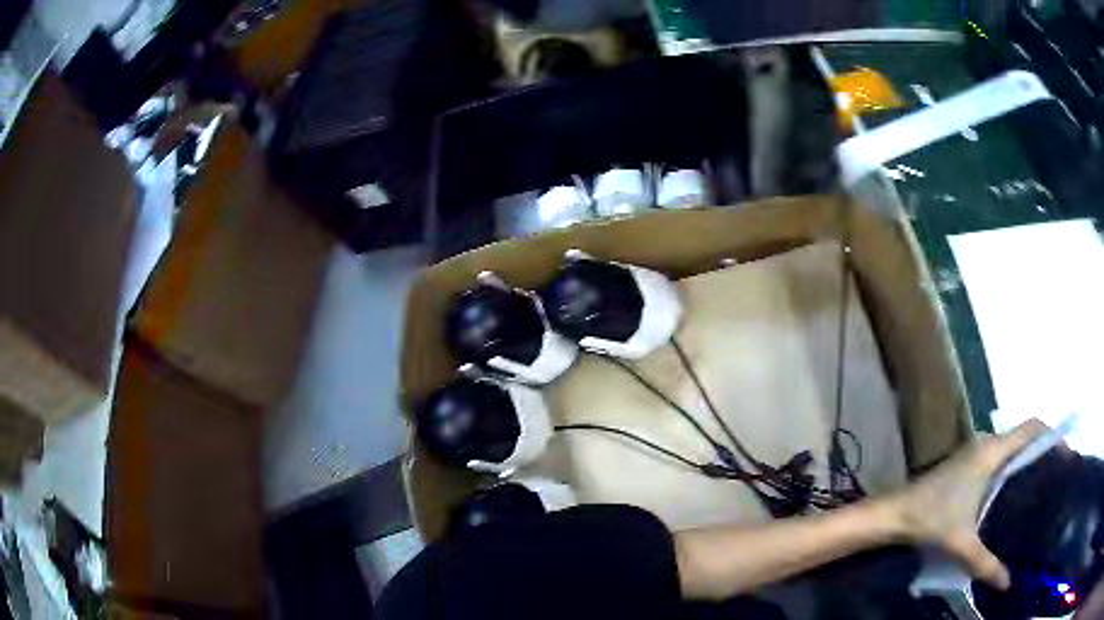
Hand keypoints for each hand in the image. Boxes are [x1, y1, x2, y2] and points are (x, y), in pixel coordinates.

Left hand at [881, 419, 1048, 589]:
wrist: (896, 513)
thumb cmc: (931, 519)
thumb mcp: (962, 543)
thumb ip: (986, 564)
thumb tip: (1007, 582)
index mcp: (992, 451)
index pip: (1032, 428)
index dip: (1051, 435)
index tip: (1065, 454)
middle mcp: (987, 444)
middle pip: (1025, 436)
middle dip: (1043, 450)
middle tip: (1056, 474)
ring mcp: (977, 452)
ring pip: (1012, 448)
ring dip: (1028, 459)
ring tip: (1042, 483)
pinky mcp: (969, 464)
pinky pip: (1000, 458)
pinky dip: (1013, 468)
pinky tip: (1015, 493)